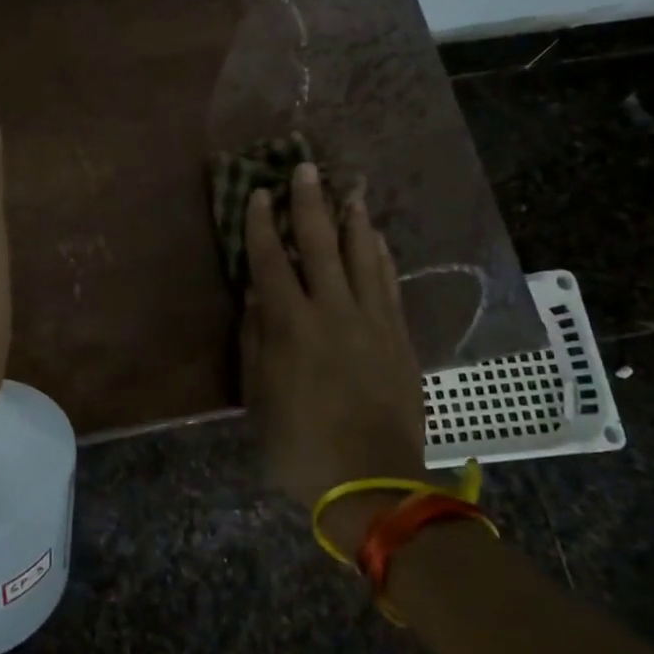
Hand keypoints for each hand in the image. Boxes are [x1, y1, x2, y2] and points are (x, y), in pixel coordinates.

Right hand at [240, 163, 426, 547]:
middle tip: (307, 169)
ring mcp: (372, 322)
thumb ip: (255, 342)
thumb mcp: (259, 398)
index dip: (260, 225)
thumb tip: (254, 297)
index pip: (270, 261)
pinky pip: (390, 285)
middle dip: (310, 204)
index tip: (257, 194)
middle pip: (319, 245)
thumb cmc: (301, 445)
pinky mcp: (398, 338)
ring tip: (350, 191)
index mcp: (291, 326)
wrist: (373, 484)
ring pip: (362, 257)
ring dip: (353, 221)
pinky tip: (379, 239)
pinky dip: (383, 257)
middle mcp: (332, 311)